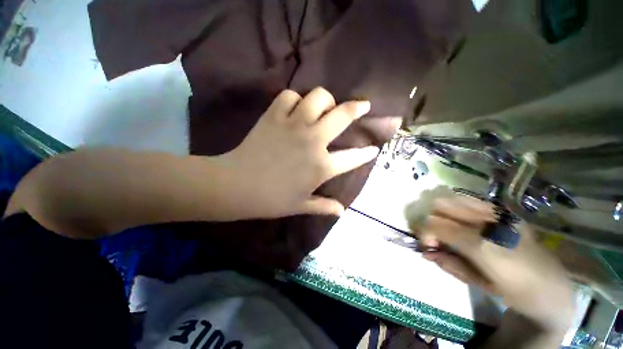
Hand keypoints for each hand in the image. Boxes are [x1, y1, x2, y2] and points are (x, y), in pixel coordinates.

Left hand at [221, 87, 379, 218]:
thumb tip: (342, 211)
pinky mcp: (273, 116)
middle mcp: (313, 141)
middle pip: (342, 115)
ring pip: (318, 97)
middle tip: (363, 105)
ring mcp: (293, 125)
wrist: (237, 186)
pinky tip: (295, 107)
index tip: (373, 149)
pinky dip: (294, 98)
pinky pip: (289, 96)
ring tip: (325, 106)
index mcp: (321, 166)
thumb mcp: (300, 206)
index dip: (367, 153)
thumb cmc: (271, 200)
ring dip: (326, 99)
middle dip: (358, 108)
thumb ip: (324, 207)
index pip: (353, 157)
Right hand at [405, 192, 575, 332]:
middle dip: (432, 220)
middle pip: (441, 206)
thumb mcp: (478, 283)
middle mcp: (487, 223)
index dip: (425, 232)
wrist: (555, 288)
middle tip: (438, 237)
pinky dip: (460, 206)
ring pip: (454, 198)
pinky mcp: (506, 212)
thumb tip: (425, 252)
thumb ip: (449, 263)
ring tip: (449, 228)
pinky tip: (464, 221)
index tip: (428, 245)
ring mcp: (499, 214)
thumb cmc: (516, 293)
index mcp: (480, 245)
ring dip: (444, 212)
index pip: (435, 224)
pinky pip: (473, 200)